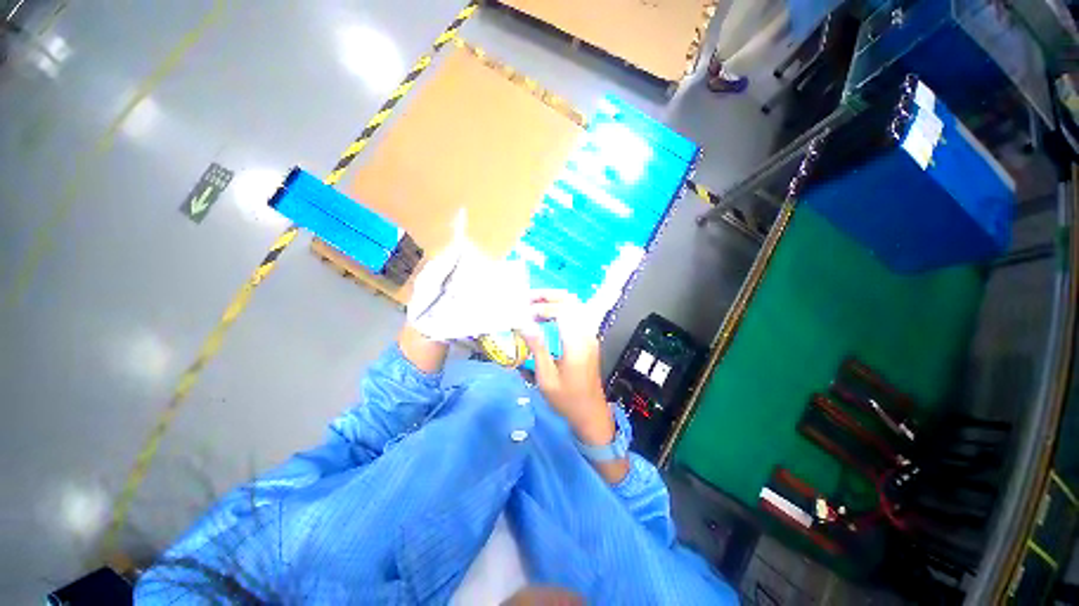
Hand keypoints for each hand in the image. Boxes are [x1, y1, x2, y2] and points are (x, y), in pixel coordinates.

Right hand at [520, 290, 613, 446]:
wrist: (591, 413)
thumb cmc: (567, 399)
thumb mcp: (546, 378)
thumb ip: (537, 348)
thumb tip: (524, 324)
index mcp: (576, 344)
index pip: (563, 311)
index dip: (543, 307)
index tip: (525, 314)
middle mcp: (587, 335)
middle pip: (572, 302)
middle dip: (550, 296)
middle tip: (529, 297)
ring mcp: (590, 336)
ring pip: (577, 306)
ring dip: (557, 300)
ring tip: (536, 303)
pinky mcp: (590, 340)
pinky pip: (578, 315)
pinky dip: (563, 309)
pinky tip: (549, 315)